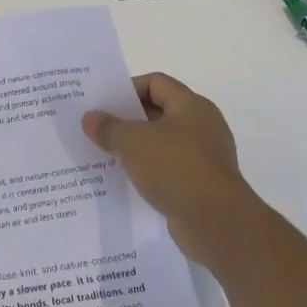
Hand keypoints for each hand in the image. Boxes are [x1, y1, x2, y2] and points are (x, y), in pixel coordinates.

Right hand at [84, 73, 257, 267]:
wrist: (217, 224)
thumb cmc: (176, 168)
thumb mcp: (133, 142)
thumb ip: (109, 128)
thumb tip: (90, 118)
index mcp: (191, 105)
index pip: (156, 83)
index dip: (128, 88)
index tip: (103, 103)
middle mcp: (202, 126)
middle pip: (159, 112)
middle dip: (128, 120)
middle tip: (99, 128)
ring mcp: (204, 158)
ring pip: (162, 144)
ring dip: (137, 149)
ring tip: (107, 155)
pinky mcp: (202, 186)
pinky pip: (169, 170)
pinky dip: (149, 172)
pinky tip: (127, 181)